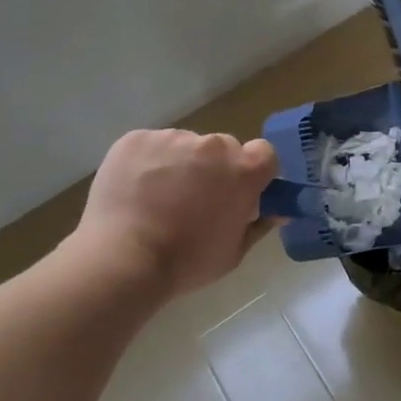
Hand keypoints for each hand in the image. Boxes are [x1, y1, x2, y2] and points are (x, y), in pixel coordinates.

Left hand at [75, 130, 278, 298]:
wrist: (122, 261)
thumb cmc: (186, 262)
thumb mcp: (233, 252)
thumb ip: (259, 224)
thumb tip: (278, 211)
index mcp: (243, 170)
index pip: (264, 153)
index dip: (254, 171)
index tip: (240, 191)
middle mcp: (212, 145)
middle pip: (222, 148)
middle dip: (214, 168)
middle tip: (195, 200)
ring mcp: (172, 138)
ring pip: (184, 145)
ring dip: (179, 164)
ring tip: (157, 198)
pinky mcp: (136, 139)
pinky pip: (151, 145)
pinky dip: (147, 162)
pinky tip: (135, 190)